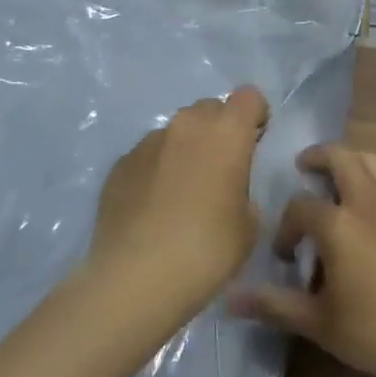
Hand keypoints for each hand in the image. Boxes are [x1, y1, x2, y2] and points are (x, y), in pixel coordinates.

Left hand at [88, 87, 269, 318]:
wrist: (134, 279)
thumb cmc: (206, 251)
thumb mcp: (248, 226)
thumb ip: (244, 192)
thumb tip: (229, 190)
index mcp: (227, 133)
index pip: (249, 97)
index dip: (255, 116)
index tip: (255, 143)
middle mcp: (186, 126)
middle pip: (210, 109)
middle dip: (219, 131)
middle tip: (220, 170)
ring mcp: (148, 142)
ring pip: (176, 132)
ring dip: (186, 149)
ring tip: (182, 193)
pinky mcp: (119, 164)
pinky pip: (148, 156)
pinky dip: (156, 171)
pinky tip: (153, 209)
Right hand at [230, 143, 375, 376]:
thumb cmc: (374, 331)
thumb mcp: (317, 322)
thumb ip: (273, 304)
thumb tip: (230, 298)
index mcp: (338, 224)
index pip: (300, 207)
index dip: (286, 227)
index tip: (285, 256)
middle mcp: (367, 202)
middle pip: (340, 157)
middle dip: (318, 157)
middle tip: (304, 166)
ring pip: (373, 160)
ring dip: (351, 159)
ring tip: (339, 175)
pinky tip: (374, 200)